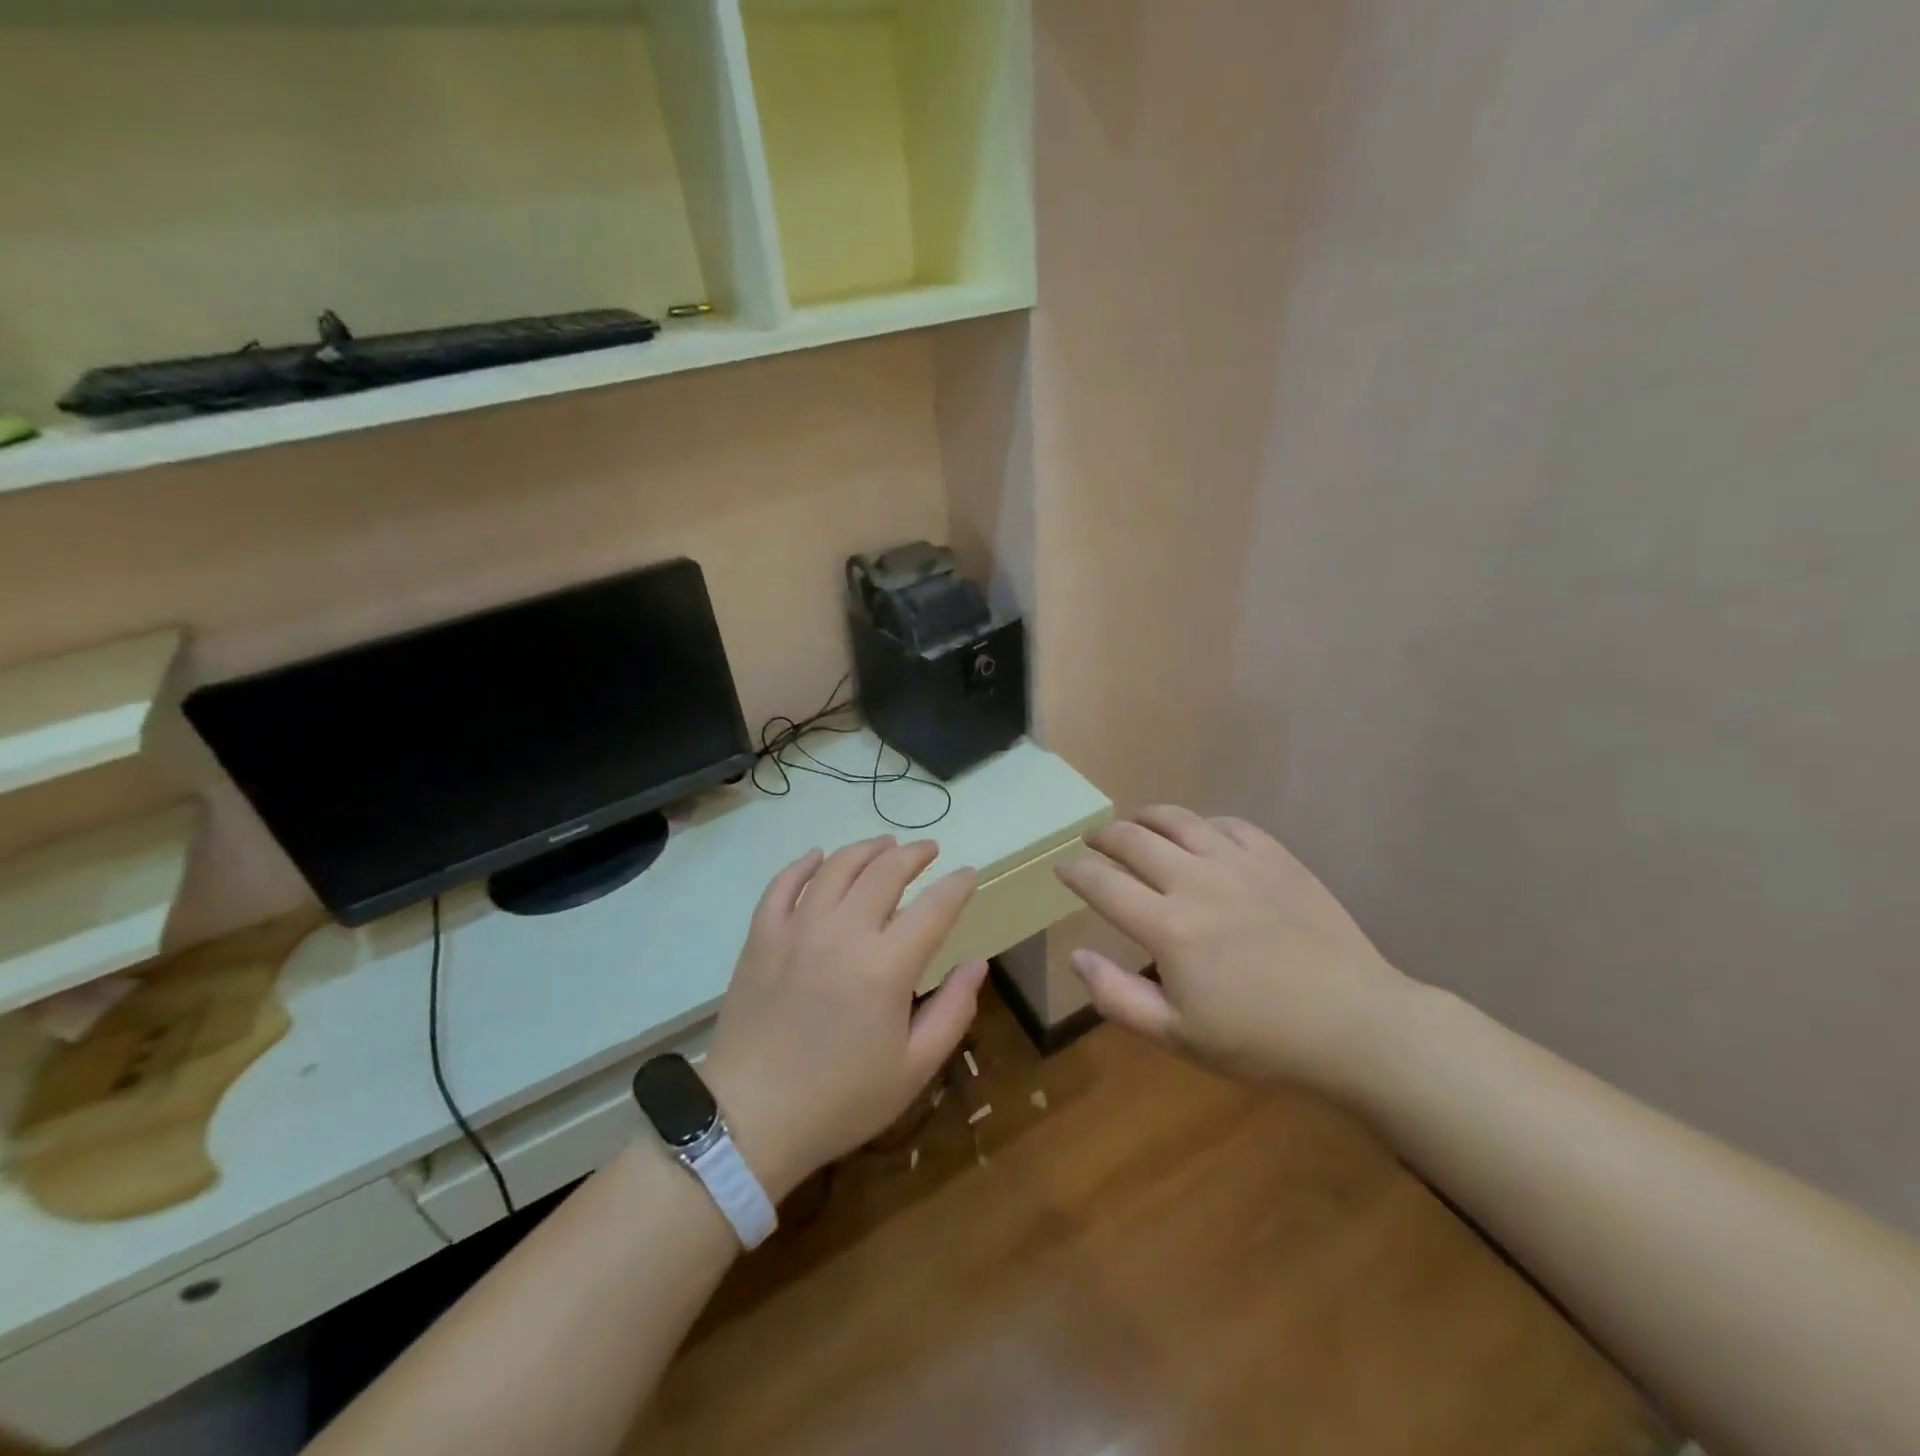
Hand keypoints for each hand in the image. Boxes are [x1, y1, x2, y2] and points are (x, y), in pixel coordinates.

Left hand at [701, 837, 987, 1201]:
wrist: (751, 1119)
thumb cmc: (841, 1099)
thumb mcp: (914, 1068)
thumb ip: (952, 1010)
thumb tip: (977, 963)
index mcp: (886, 967)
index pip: (933, 907)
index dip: (957, 885)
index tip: (969, 874)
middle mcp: (842, 933)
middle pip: (885, 872)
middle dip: (914, 854)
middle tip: (930, 850)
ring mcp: (796, 929)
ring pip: (836, 867)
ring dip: (866, 849)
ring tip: (885, 844)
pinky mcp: (761, 936)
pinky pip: (782, 884)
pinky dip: (803, 864)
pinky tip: (817, 856)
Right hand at [1056, 807, 1416, 1097]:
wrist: (1355, 1026)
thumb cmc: (1262, 1041)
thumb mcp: (1179, 1037)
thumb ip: (1117, 997)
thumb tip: (1077, 956)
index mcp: (1168, 927)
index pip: (1102, 883)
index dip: (1075, 872)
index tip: (1063, 869)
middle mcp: (1196, 881)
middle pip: (1133, 840)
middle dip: (1104, 837)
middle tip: (1093, 842)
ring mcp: (1239, 863)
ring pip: (1178, 820)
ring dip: (1146, 818)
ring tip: (1136, 824)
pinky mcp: (1276, 857)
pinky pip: (1227, 824)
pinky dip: (1201, 825)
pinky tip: (1199, 836)